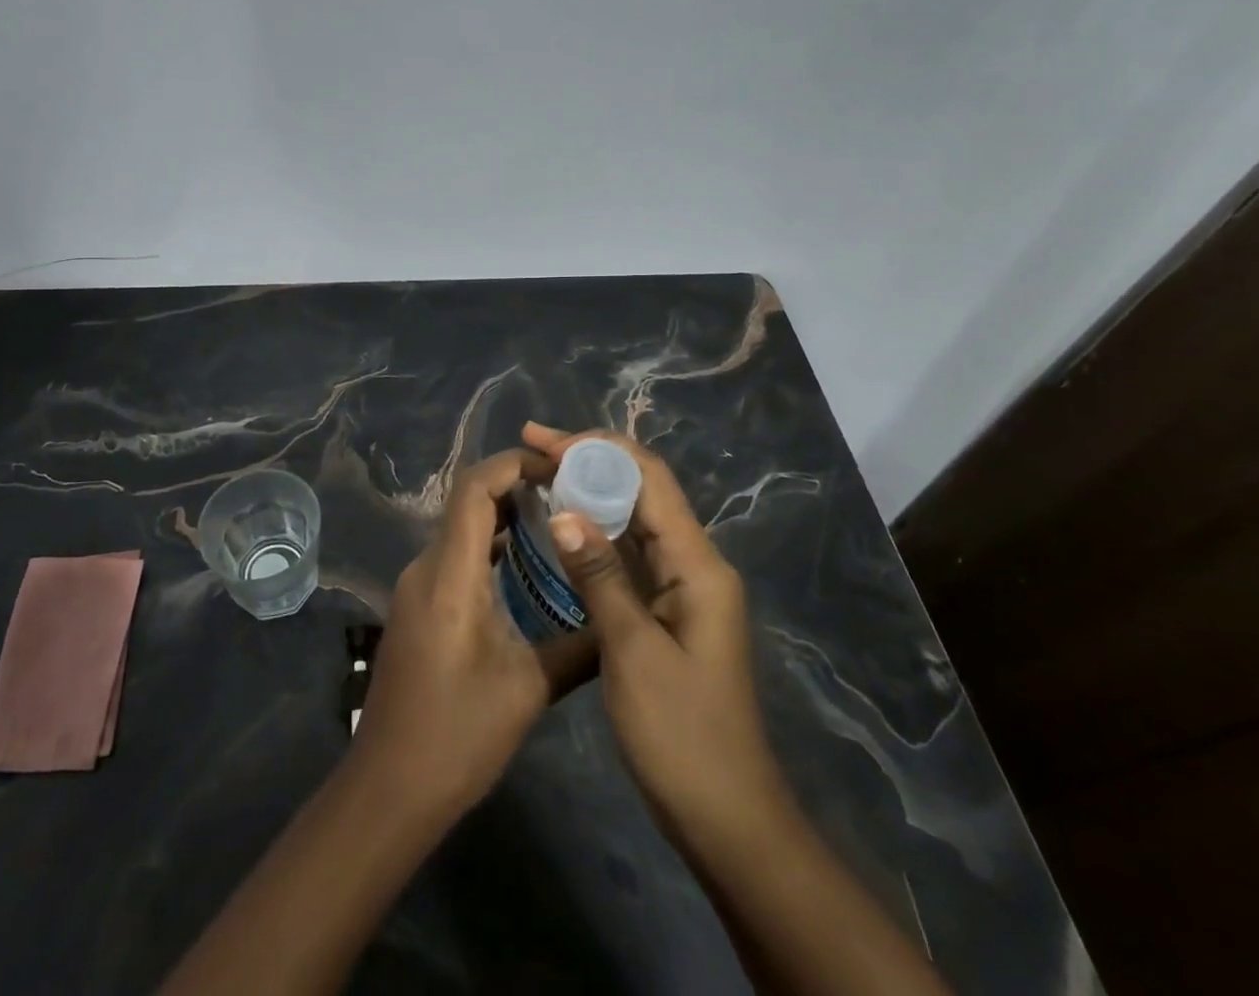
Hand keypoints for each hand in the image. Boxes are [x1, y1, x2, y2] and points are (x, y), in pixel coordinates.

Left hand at [350, 448, 593, 819]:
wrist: (388, 789)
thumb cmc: (457, 737)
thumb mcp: (528, 690)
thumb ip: (578, 647)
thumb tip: (621, 618)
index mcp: (449, 576)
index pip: (474, 489)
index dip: (514, 463)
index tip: (559, 464)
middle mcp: (426, 568)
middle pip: (467, 501)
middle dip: (516, 484)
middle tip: (570, 490)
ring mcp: (417, 586)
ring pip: (461, 527)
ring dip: (504, 514)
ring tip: (557, 519)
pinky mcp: (418, 606)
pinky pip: (455, 555)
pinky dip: (490, 544)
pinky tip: (525, 565)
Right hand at [522, 423, 788, 848]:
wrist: (727, 818)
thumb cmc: (681, 735)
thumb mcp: (632, 651)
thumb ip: (600, 575)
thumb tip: (563, 510)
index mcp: (698, 564)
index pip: (648, 477)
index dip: (597, 448)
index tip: (544, 440)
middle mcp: (694, 563)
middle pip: (642, 490)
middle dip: (588, 461)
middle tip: (531, 447)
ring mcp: (682, 587)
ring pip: (634, 519)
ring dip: (590, 492)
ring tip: (538, 474)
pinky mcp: (667, 610)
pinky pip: (630, 553)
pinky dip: (596, 532)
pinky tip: (562, 529)